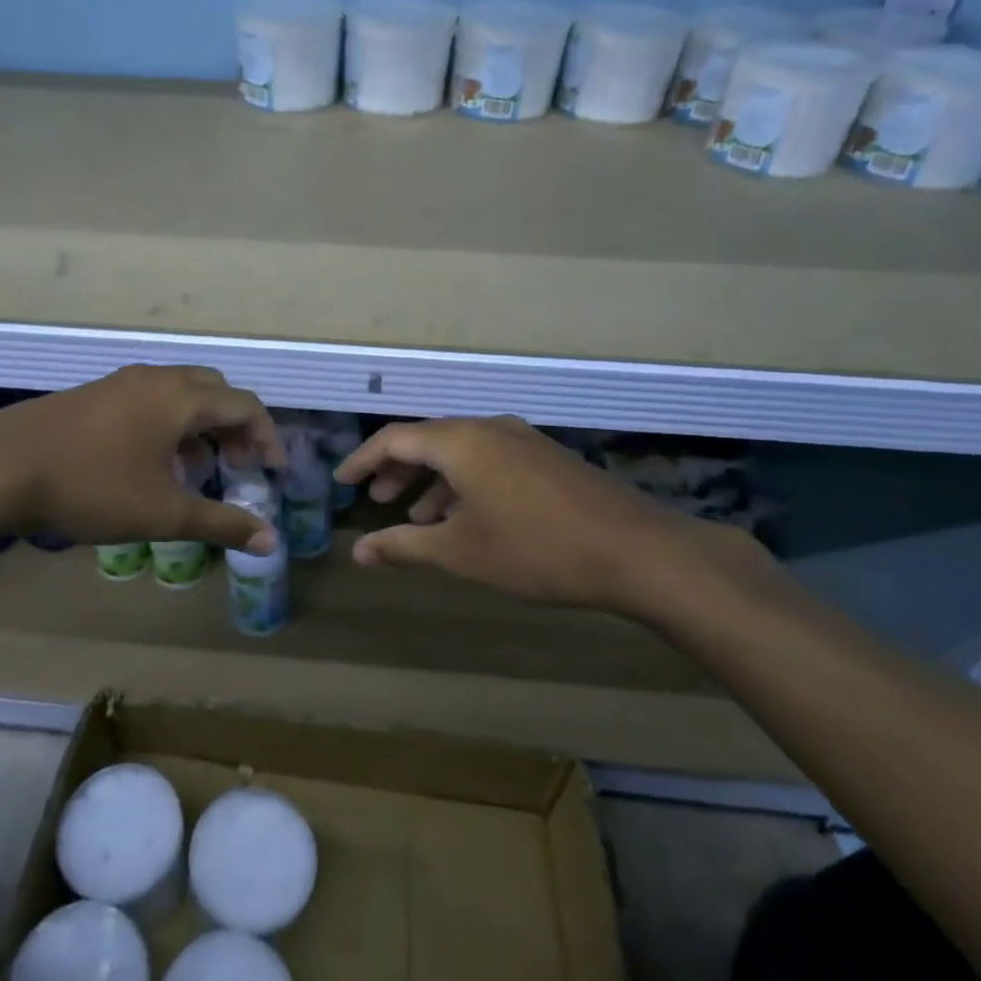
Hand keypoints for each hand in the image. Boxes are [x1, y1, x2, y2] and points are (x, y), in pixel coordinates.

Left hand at [0, 366, 282, 552]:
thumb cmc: (92, 486)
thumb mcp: (162, 513)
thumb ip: (220, 523)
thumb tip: (269, 541)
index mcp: (181, 397)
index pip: (245, 405)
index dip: (267, 436)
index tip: (272, 472)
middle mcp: (156, 379)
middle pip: (215, 390)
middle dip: (234, 427)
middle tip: (235, 466)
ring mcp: (121, 382)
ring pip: (179, 394)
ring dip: (199, 426)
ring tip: (194, 470)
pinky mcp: (93, 394)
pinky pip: (149, 400)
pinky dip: (168, 424)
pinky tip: (148, 464)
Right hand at [334, 416, 756, 613]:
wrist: (637, 551)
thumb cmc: (535, 549)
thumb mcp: (461, 552)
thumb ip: (404, 546)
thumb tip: (359, 552)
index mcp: (460, 441)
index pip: (395, 439)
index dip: (363, 460)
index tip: (343, 482)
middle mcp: (488, 429)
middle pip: (428, 440)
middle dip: (398, 470)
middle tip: (379, 499)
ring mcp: (523, 441)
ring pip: (461, 452)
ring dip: (433, 480)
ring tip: (419, 517)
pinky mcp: (547, 459)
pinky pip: (489, 460)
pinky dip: (465, 483)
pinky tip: (469, 518)